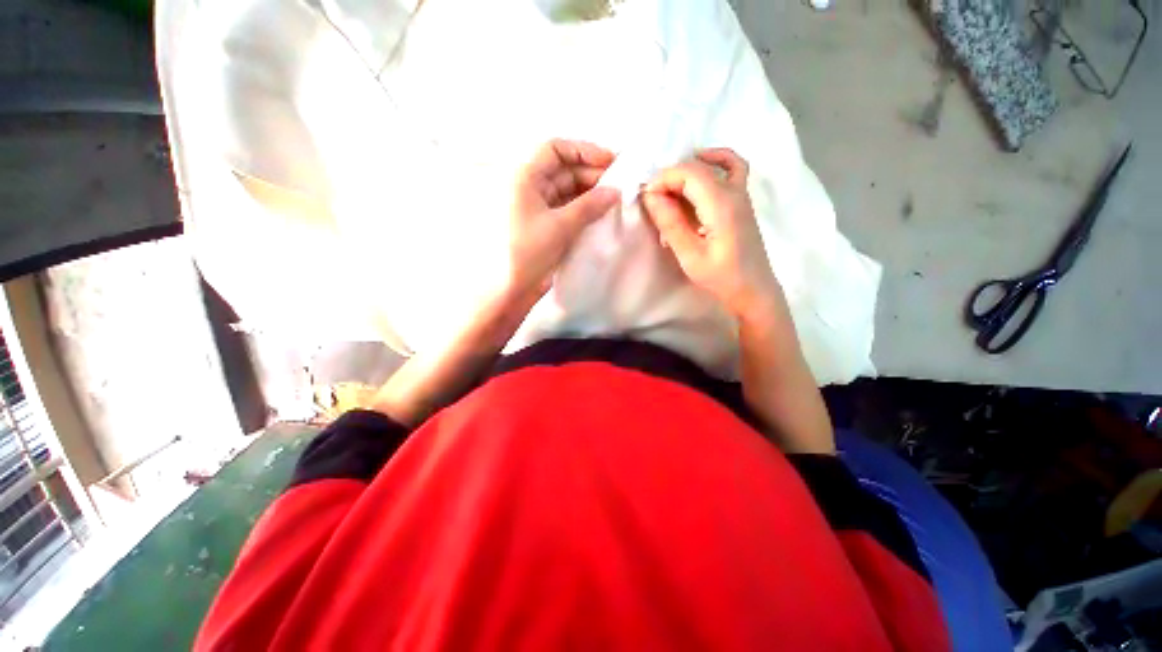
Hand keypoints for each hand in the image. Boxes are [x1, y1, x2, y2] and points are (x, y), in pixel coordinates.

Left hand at [509, 139, 620, 297]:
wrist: (510, 290)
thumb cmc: (527, 253)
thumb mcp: (560, 226)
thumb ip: (589, 206)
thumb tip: (615, 192)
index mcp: (524, 177)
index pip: (555, 149)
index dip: (583, 150)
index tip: (611, 161)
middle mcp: (529, 187)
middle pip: (563, 169)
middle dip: (590, 173)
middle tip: (620, 183)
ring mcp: (537, 207)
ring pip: (566, 190)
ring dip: (589, 192)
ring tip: (615, 198)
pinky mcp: (545, 225)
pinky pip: (566, 208)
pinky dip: (583, 208)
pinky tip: (601, 212)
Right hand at [642, 148, 779, 318]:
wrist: (753, 290)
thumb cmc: (721, 277)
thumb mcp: (689, 255)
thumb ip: (670, 223)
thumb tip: (651, 196)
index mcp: (721, 204)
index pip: (689, 172)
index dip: (663, 179)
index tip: (646, 198)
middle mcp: (734, 191)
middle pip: (699, 167)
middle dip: (671, 178)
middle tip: (653, 201)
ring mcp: (742, 195)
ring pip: (714, 165)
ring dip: (686, 173)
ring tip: (667, 191)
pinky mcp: (741, 203)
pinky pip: (731, 169)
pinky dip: (714, 163)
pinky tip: (699, 170)